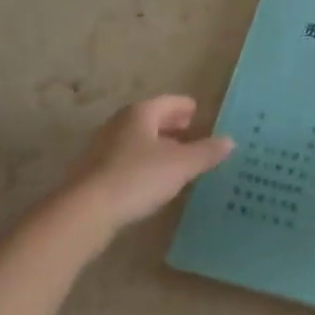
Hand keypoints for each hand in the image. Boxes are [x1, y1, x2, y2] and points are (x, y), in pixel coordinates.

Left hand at [63, 96, 233, 233]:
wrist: (84, 211)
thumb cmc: (137, 177)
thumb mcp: (181, 165)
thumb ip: (206, 152)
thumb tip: (230, 141)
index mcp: (141, 113)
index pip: (169, 102)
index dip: (186, 107)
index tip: (199, 113)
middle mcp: (120, 123)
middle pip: (151, 119)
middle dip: (172, 126)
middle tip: (192, 134)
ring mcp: (103, 148)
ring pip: (137, 140)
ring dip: (157, 146)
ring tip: (176, 159)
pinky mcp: (93, 173)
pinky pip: (126, 159)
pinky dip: (142, 163)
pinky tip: (152, 180)